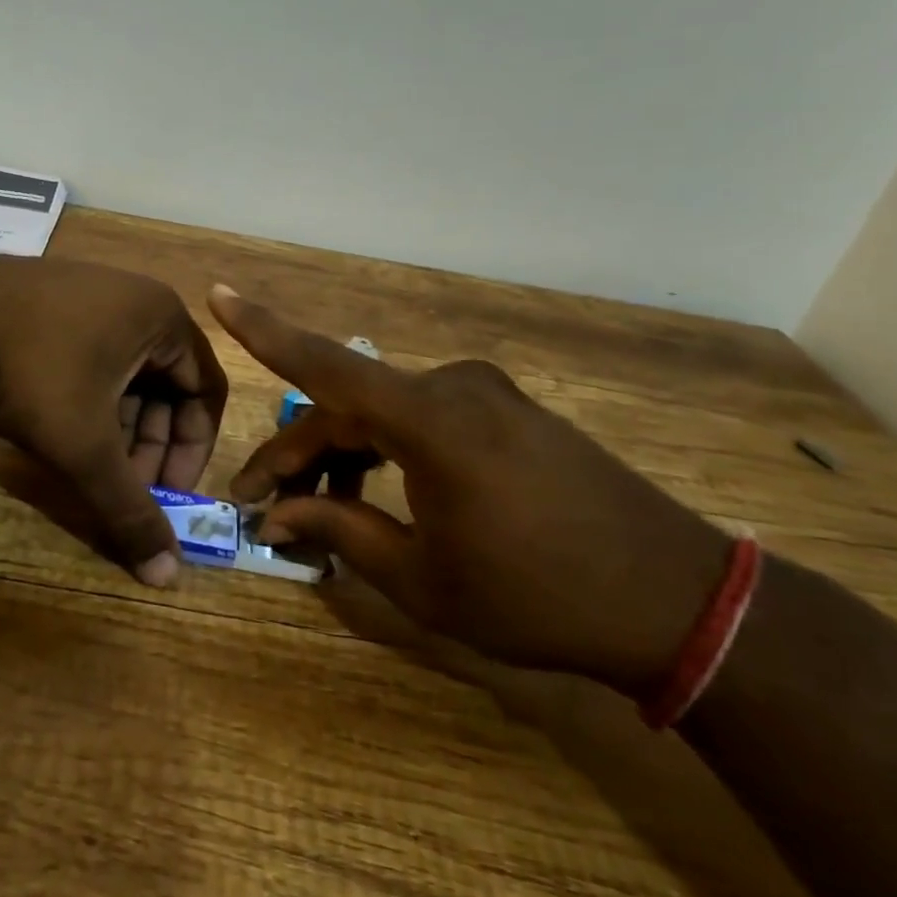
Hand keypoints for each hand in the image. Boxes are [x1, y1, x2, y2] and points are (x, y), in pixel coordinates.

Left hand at [0, 254, 227, 587]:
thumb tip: (166, 575)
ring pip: (127, 376)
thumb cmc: (33, 371)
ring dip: (120, 428)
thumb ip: (128, 509)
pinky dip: (92, 402)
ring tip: (93, 467)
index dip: (192, 450)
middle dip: (150, 444)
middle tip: (126, 487)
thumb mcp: (85, 447)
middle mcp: (136, 299)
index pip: (207, 392)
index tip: (167, 493)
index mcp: (163, 318)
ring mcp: (93, 295)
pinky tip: (64, 432)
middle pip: (166, 385)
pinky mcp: (56, 303)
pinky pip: (95, 359)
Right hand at [207, 285, 730, 694]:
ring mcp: (485, 394)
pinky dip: (388, 450)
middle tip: (261, 504)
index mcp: (430, 421)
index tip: (219, 293)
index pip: (324, 366)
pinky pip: (423, 420)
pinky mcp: (507, 410)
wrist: (678, 602)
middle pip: (348, 408)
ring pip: (384, 415)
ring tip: (317, 511)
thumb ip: (341, 532)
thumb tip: (278, 515)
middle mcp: (452, 388)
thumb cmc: (537, 598)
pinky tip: (375, 493)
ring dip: (344, 455)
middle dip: (299, 454)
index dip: (265, 331)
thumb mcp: (423, 579)